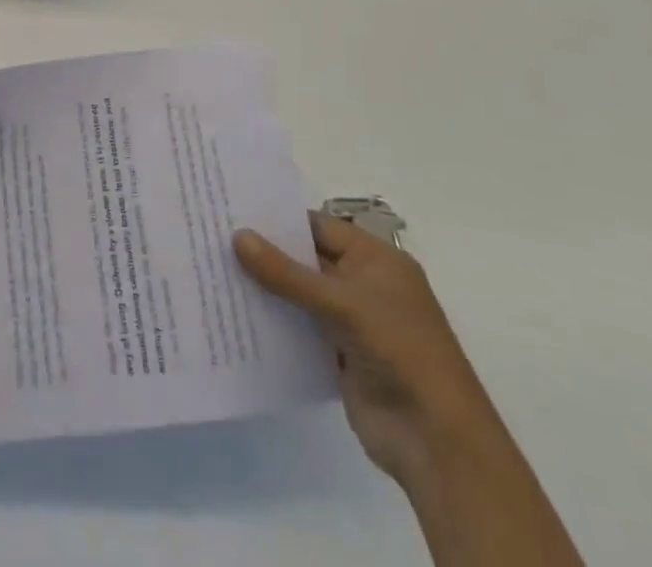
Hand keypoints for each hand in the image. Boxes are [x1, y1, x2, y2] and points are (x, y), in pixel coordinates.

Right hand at [234, 212, 495, 484]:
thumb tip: (238, 236)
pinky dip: (276, 324)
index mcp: (376, 260)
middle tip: (216, 240)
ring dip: (268, 291)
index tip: (234, 213)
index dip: (280, 220)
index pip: (319, 226)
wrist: (436, 440)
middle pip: (308, 260)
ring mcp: (353, 323)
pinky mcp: (341, 357)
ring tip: (216, 275)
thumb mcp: (340, 302)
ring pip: (301, 296)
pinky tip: (238, 318)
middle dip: (267, 254)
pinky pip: (301, 330)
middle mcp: (365, 285)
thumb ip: (286, 273)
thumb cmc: (398, 349)